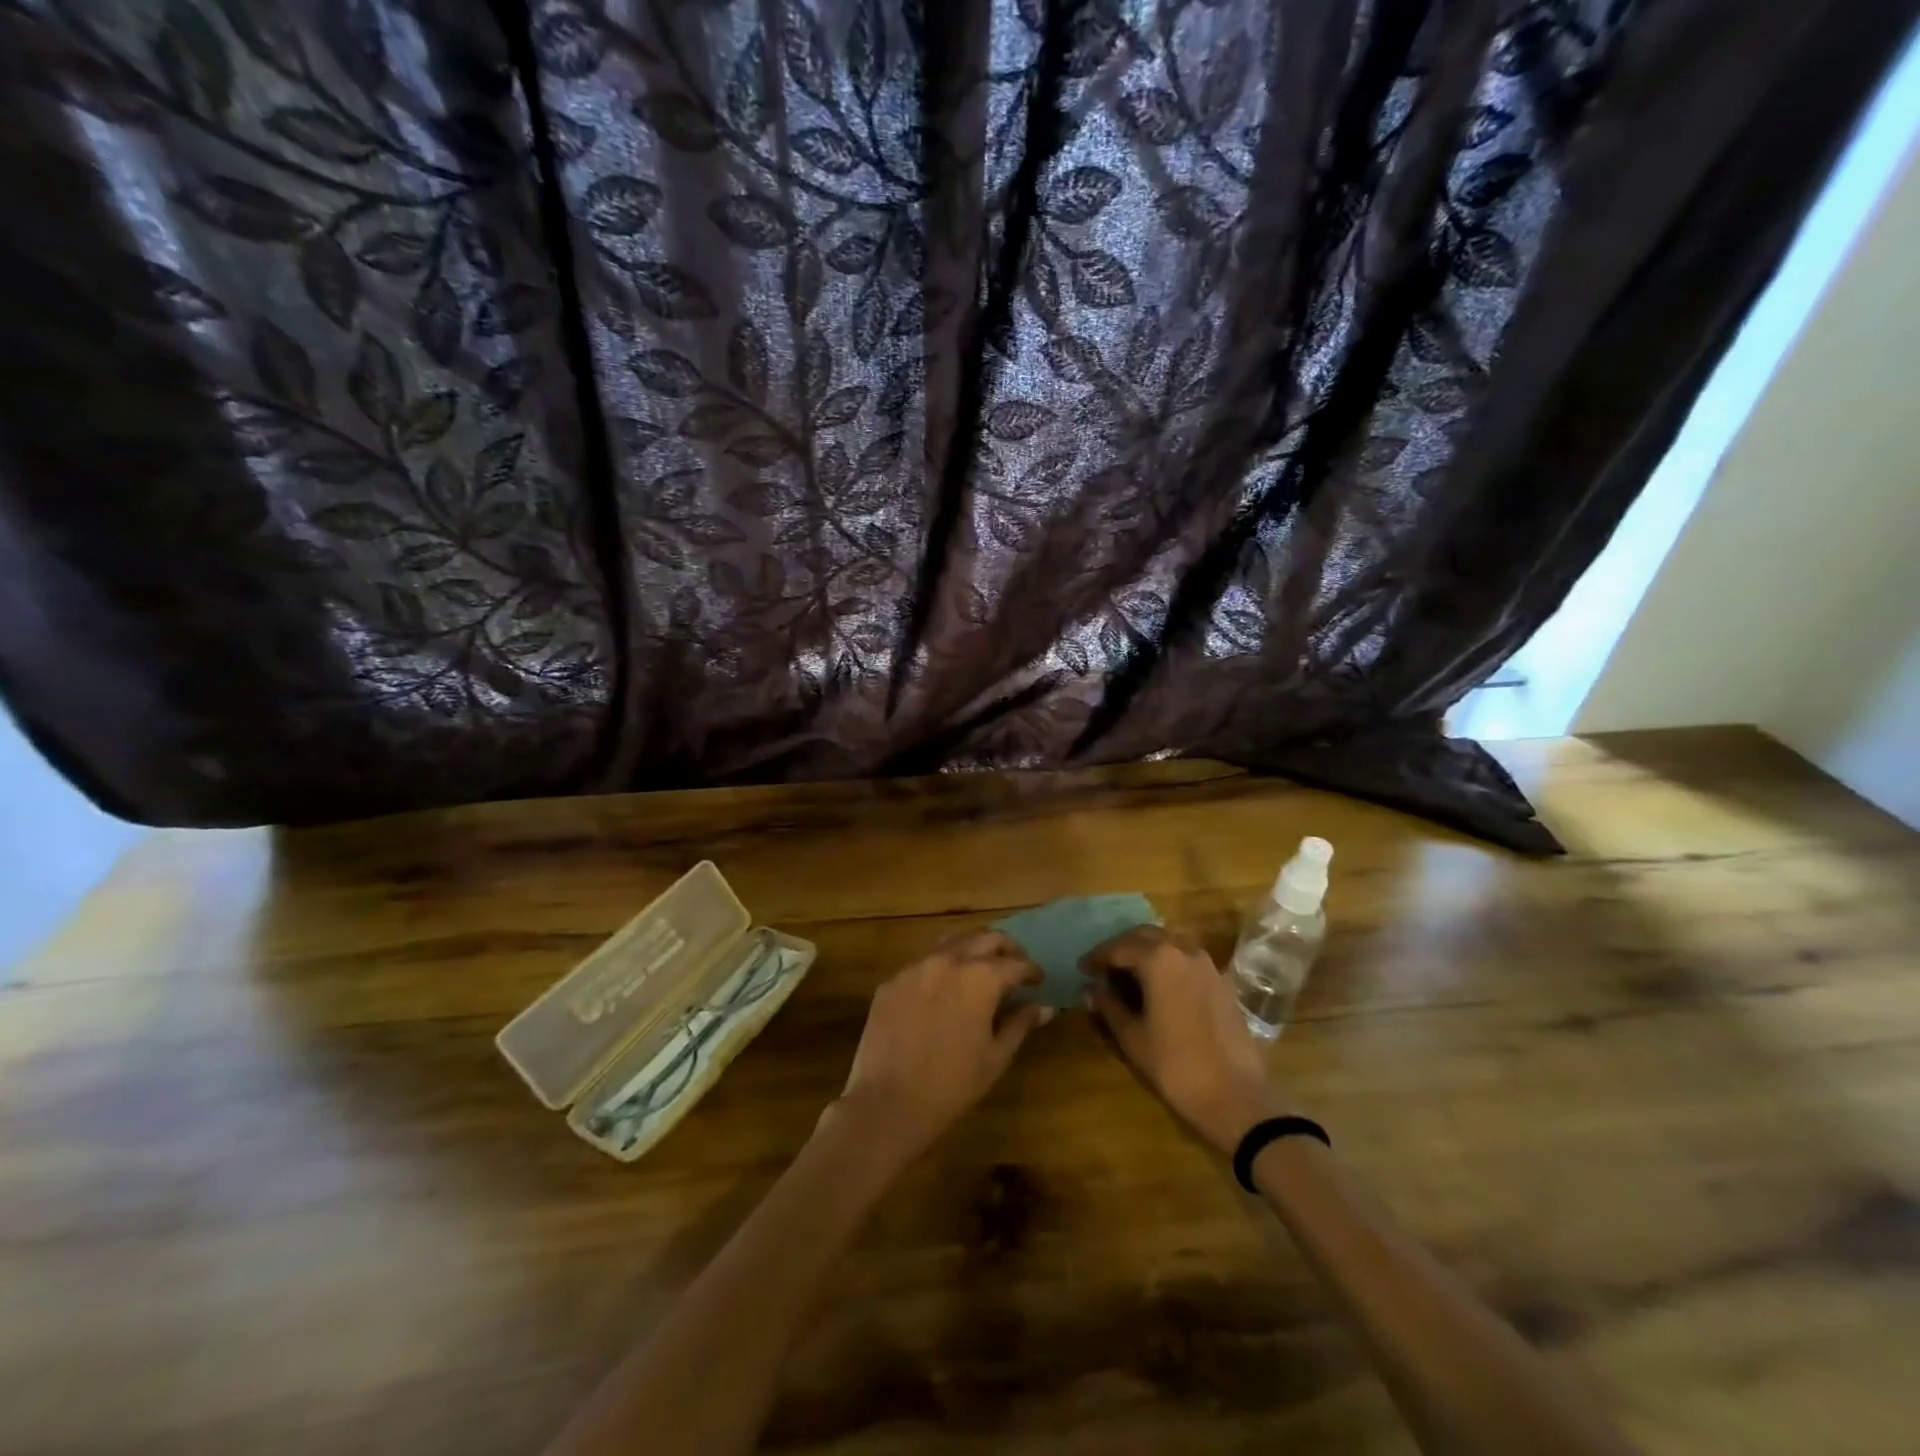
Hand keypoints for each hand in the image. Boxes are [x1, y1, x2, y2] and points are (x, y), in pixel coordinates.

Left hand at [824, 929, 1051, 1171]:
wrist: (888, 1102)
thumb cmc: (952, 1085)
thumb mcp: (995, 1057)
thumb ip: (1020, 1024)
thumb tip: (1044, 1007)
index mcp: (980, 978)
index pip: (1015, 964)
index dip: (1031, 971)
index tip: (1038, 980)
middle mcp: (948, 960)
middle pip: (985, 938)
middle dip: (1006, 948)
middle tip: (1015, 965)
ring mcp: (916, 967)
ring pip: (951, 941)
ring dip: (972, 948)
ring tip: (980, 967)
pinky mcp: (892, 981)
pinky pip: (922, 963)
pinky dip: (941, 967)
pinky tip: (943, 990)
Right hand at [1081, 926, 1288, 1154]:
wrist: (1236, 1097)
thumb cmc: (1176, 1066)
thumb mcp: (1133, 1037)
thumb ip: (1108, 1006)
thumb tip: (1088, 989)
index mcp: (1159, 959)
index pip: (1119, 947)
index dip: (1097, 957)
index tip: (1081, 969)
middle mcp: (1185, 950)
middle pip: (1145, 936)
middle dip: (1122, 947)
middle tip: (1104, 967)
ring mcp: (1208, 964)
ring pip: (1170, 943)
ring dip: (1147, 951)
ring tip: (1130, 974)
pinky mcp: (1223, 982)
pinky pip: (1189, 959)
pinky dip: (1169, 962)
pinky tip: (1161, 986)